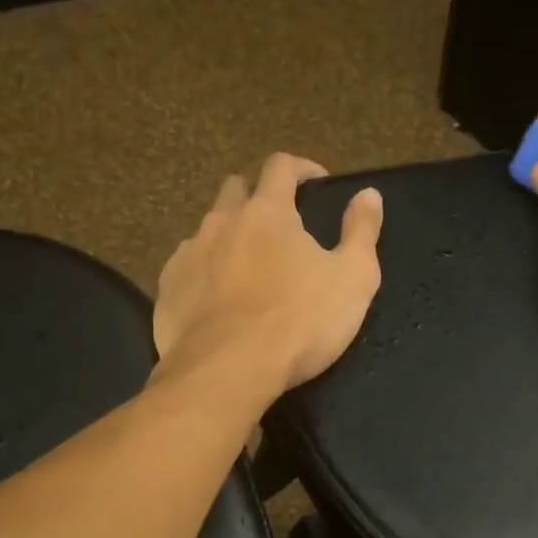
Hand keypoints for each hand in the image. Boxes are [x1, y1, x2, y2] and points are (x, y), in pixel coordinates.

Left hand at [153, 152, 383, 392]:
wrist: (229, 370)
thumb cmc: (300, 322)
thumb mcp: (353, 279)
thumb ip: (362, 232)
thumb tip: (369, 194)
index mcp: (268, 213)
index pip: (281, 167)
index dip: (301, 168)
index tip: (316, 183)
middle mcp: (222, 222)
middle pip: (236, 189)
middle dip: (257, 196)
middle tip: (278, 225)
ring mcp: (189, 254)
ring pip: (208, 230)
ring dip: (229, 237)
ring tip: (247, 268)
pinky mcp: (168, 289)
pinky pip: (186, 268)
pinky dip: (205, 273)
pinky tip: (217, 300)